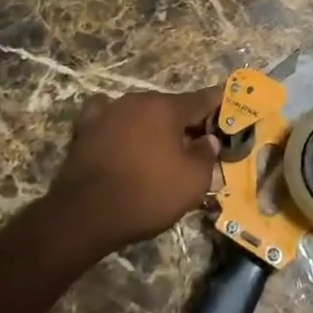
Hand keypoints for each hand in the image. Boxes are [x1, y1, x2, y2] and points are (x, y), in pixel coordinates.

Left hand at [49, 86, 223, 254]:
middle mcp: (139, 100)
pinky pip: (108, 117)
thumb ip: (206, 156)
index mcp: (167, 108)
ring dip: (151, 124)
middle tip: (194, 140)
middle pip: (169, 106)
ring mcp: (109, 110)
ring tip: (156, 146)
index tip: (227, 103)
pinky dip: (118, 124)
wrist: (84, 213)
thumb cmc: (146, 194)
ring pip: (140, 111)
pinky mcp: (85, 126)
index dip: (217, 103)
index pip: (201, 99)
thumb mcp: (192, 183)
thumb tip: (209, 140)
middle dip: (183, 120)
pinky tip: (118, 135)